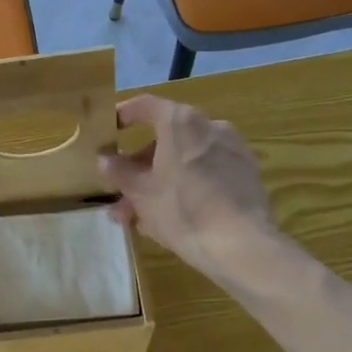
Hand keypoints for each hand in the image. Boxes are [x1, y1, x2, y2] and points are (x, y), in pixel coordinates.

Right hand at [98, 93, 277, 282]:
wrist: (241, 246)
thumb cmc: (182, 211)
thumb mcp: (140, 193)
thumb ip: (118, 171)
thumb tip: (104, 159)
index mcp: (181, 122)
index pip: (144, 106)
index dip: (123, 115)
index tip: (108, 131)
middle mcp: (210, 126)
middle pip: (165, 139)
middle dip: (139, 167)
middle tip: (121, 193)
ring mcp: (232, 150)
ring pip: (185, 161)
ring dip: (160, 182)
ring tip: (141, 218)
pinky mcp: (246, 174)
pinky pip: (207, 174)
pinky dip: (187, 187)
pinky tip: (173, 218)